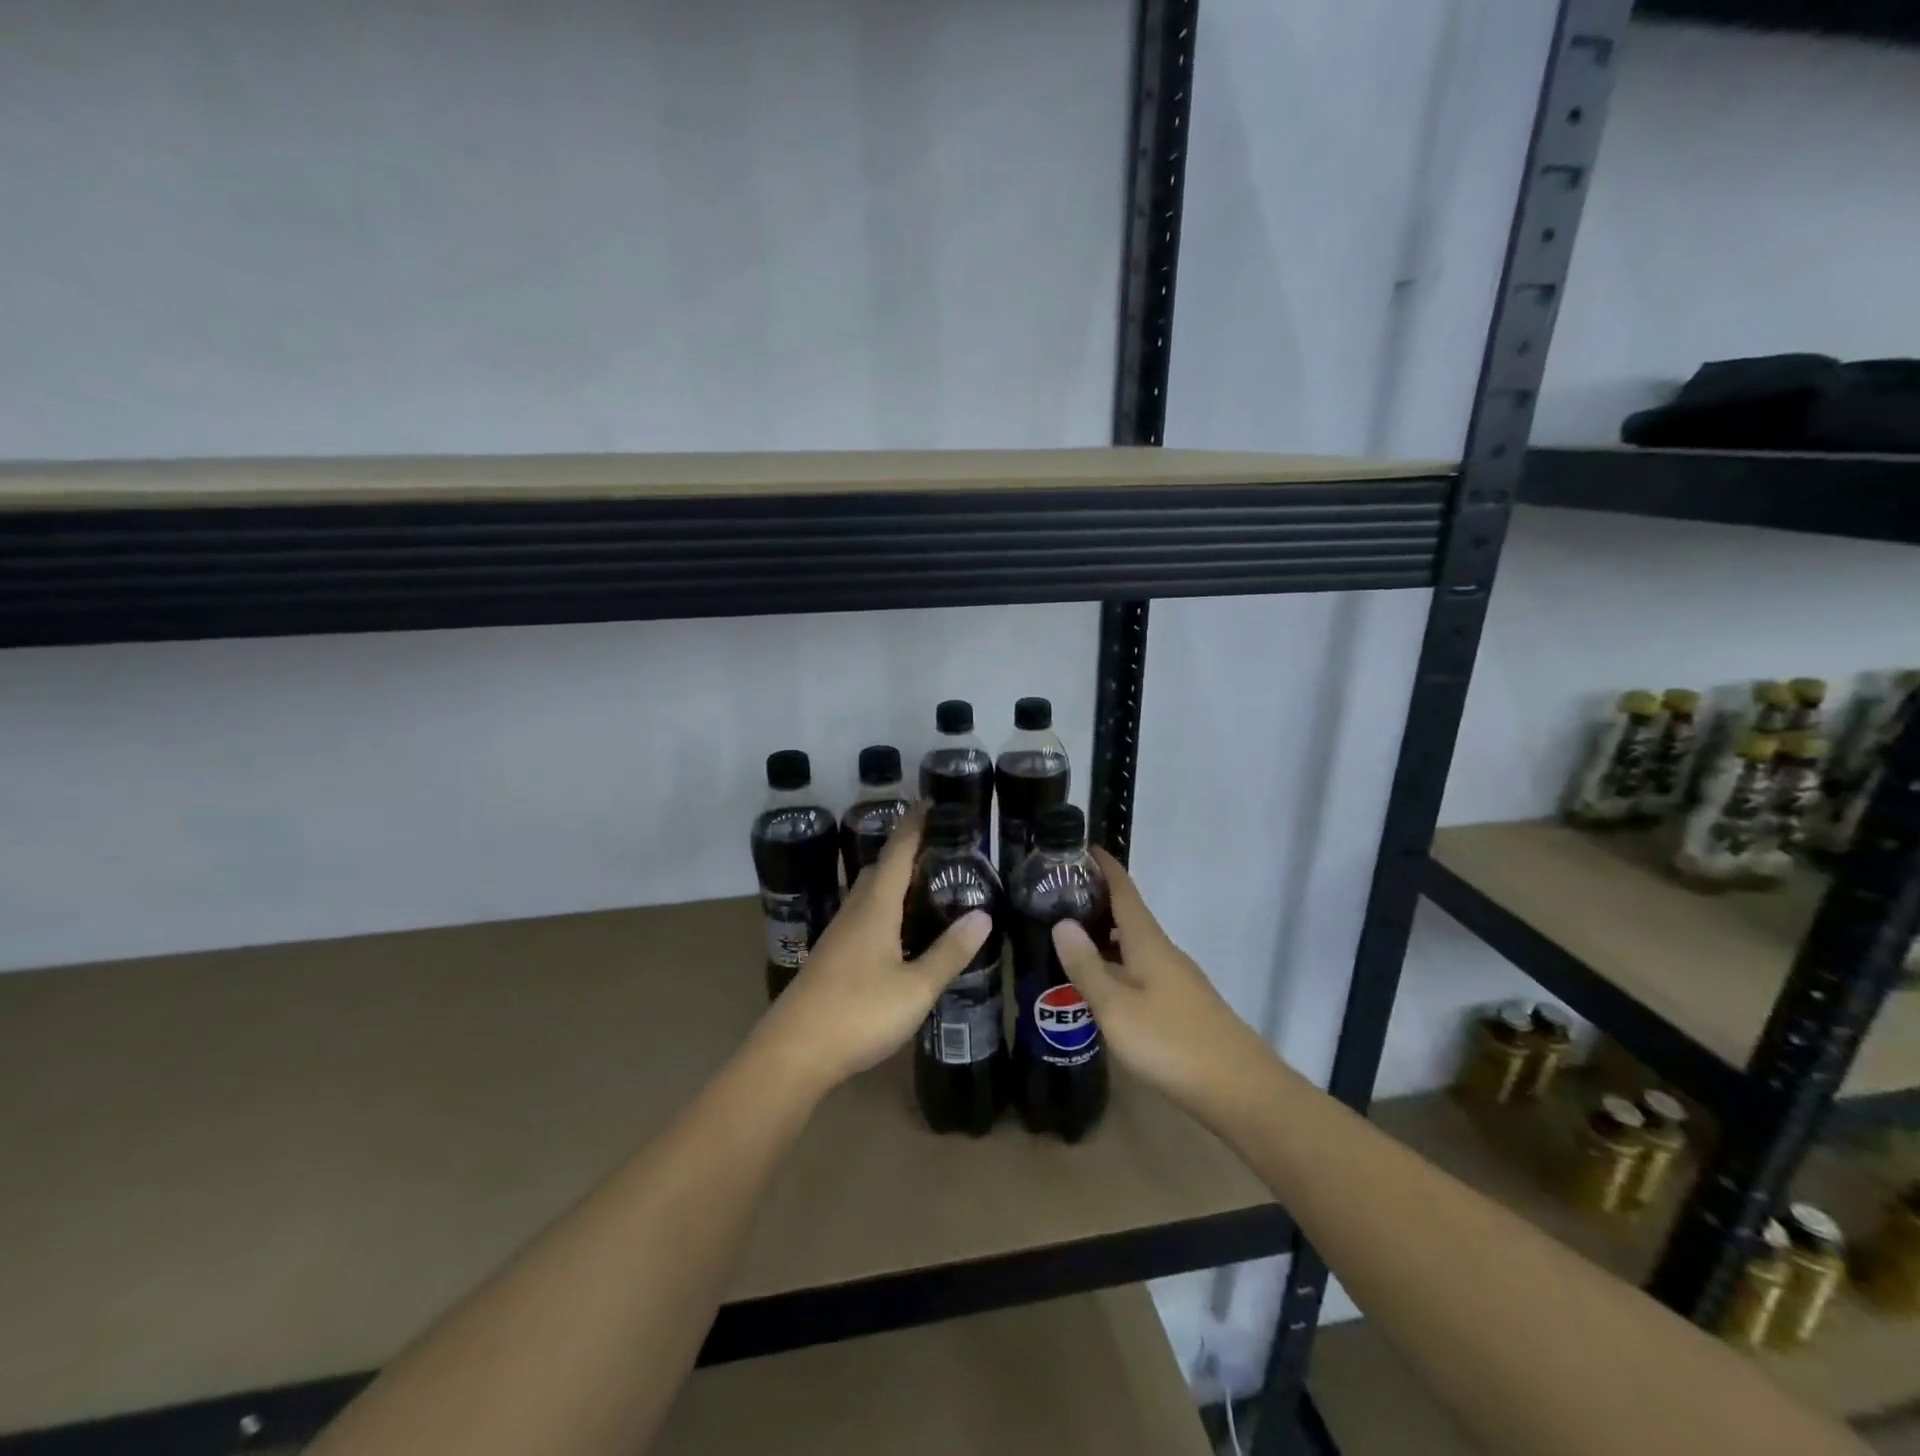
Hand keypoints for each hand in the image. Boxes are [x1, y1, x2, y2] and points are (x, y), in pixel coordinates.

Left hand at [751, 804, 991, 1097]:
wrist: (793, 1053)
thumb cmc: (858, 1013)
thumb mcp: (915, 988)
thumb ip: (949, 952)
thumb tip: (983, 915)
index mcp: (875, 907)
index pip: (897, 852)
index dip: (913, 825)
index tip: (931, 802)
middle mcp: (854, 912)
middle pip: (880, 869)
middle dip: (906, 851)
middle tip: (941, 848)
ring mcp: (838, 935)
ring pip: (869, 893)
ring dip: (894, 880)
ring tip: (926, 885)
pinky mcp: (831, 957)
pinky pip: (863, 916)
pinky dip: (885, 907)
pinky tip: (899, 931)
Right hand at [1051, 847, 1271, 1119]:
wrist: (1241, 1090)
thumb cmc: (1172, 1043)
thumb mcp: (1116, 1008)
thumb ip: (1087, 966)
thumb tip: (1062, 921)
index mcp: (1148, 942)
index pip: (1124, 889)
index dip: (1104, 866)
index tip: (1079, 846)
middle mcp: (1163, 952)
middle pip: (1128, 915)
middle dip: (1096, 900)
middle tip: (1055, 897)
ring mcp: (1175, 978)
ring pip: (1133, 944)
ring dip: (1104, 934)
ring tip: (1068, 937)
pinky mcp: (1180, 1004)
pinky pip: (1140, 968)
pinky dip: (1116, 962)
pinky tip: (1101, 983)